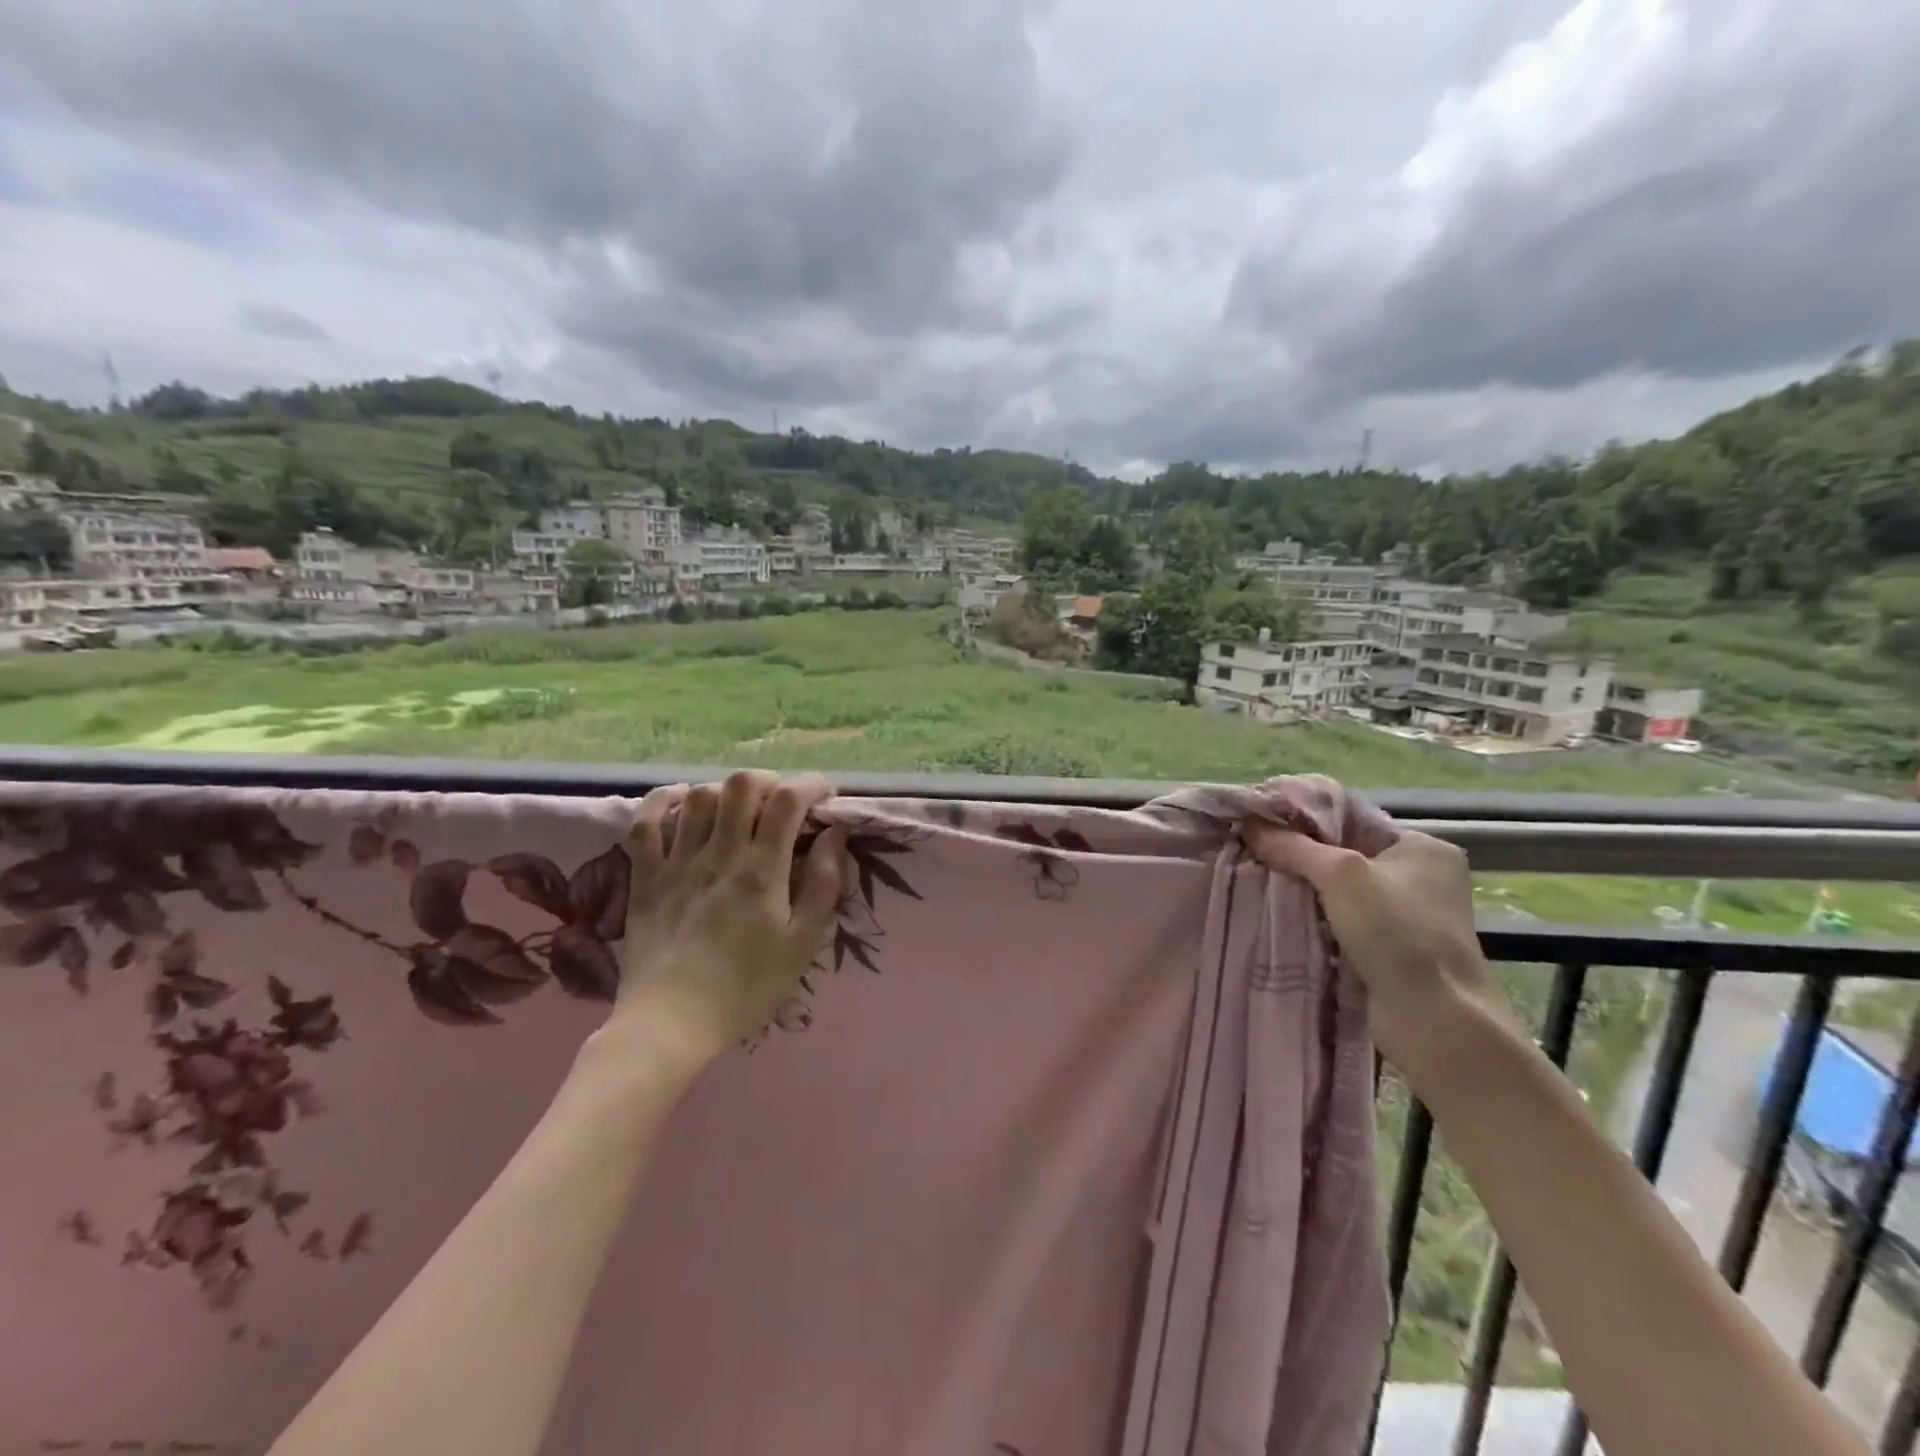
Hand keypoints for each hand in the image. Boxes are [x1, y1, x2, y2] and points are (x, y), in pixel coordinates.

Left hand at [611, 770, 845, 1066]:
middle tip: (783, 804)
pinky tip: (681, 802)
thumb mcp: (803, 943)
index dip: (811, 785)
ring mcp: (677, 861)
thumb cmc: (747, 988)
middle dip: (770, 782)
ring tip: (741, 810)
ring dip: (726, 792)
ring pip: (699, 796)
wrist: (671, 1024)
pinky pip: (645, 823)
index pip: (788, 801)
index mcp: (762, 870)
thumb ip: (824, 884)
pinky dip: (663, 801)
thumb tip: (834, 834)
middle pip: (742, 785)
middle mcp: (719, 853)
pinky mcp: (645, 876)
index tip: (825, 797)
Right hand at [1240, 825, 1517, 1087]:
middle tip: (1252, 853)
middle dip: (1299, 858)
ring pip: (1340, 892)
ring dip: (1304, 892)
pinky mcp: (1393, 950)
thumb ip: (1293, 846)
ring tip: (1257, 882)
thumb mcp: (1340, 875)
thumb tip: (1248, 822)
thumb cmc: (1397, 933)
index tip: (1261, 824)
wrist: (1436, 1021)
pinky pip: (1343, 923)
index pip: (1351, 820)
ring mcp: (1409, 917)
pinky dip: (1315, 920)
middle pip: (1343, 856)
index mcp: (1423, 847)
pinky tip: (1280, 917)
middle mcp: (1421, 877)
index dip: (1305, 820)